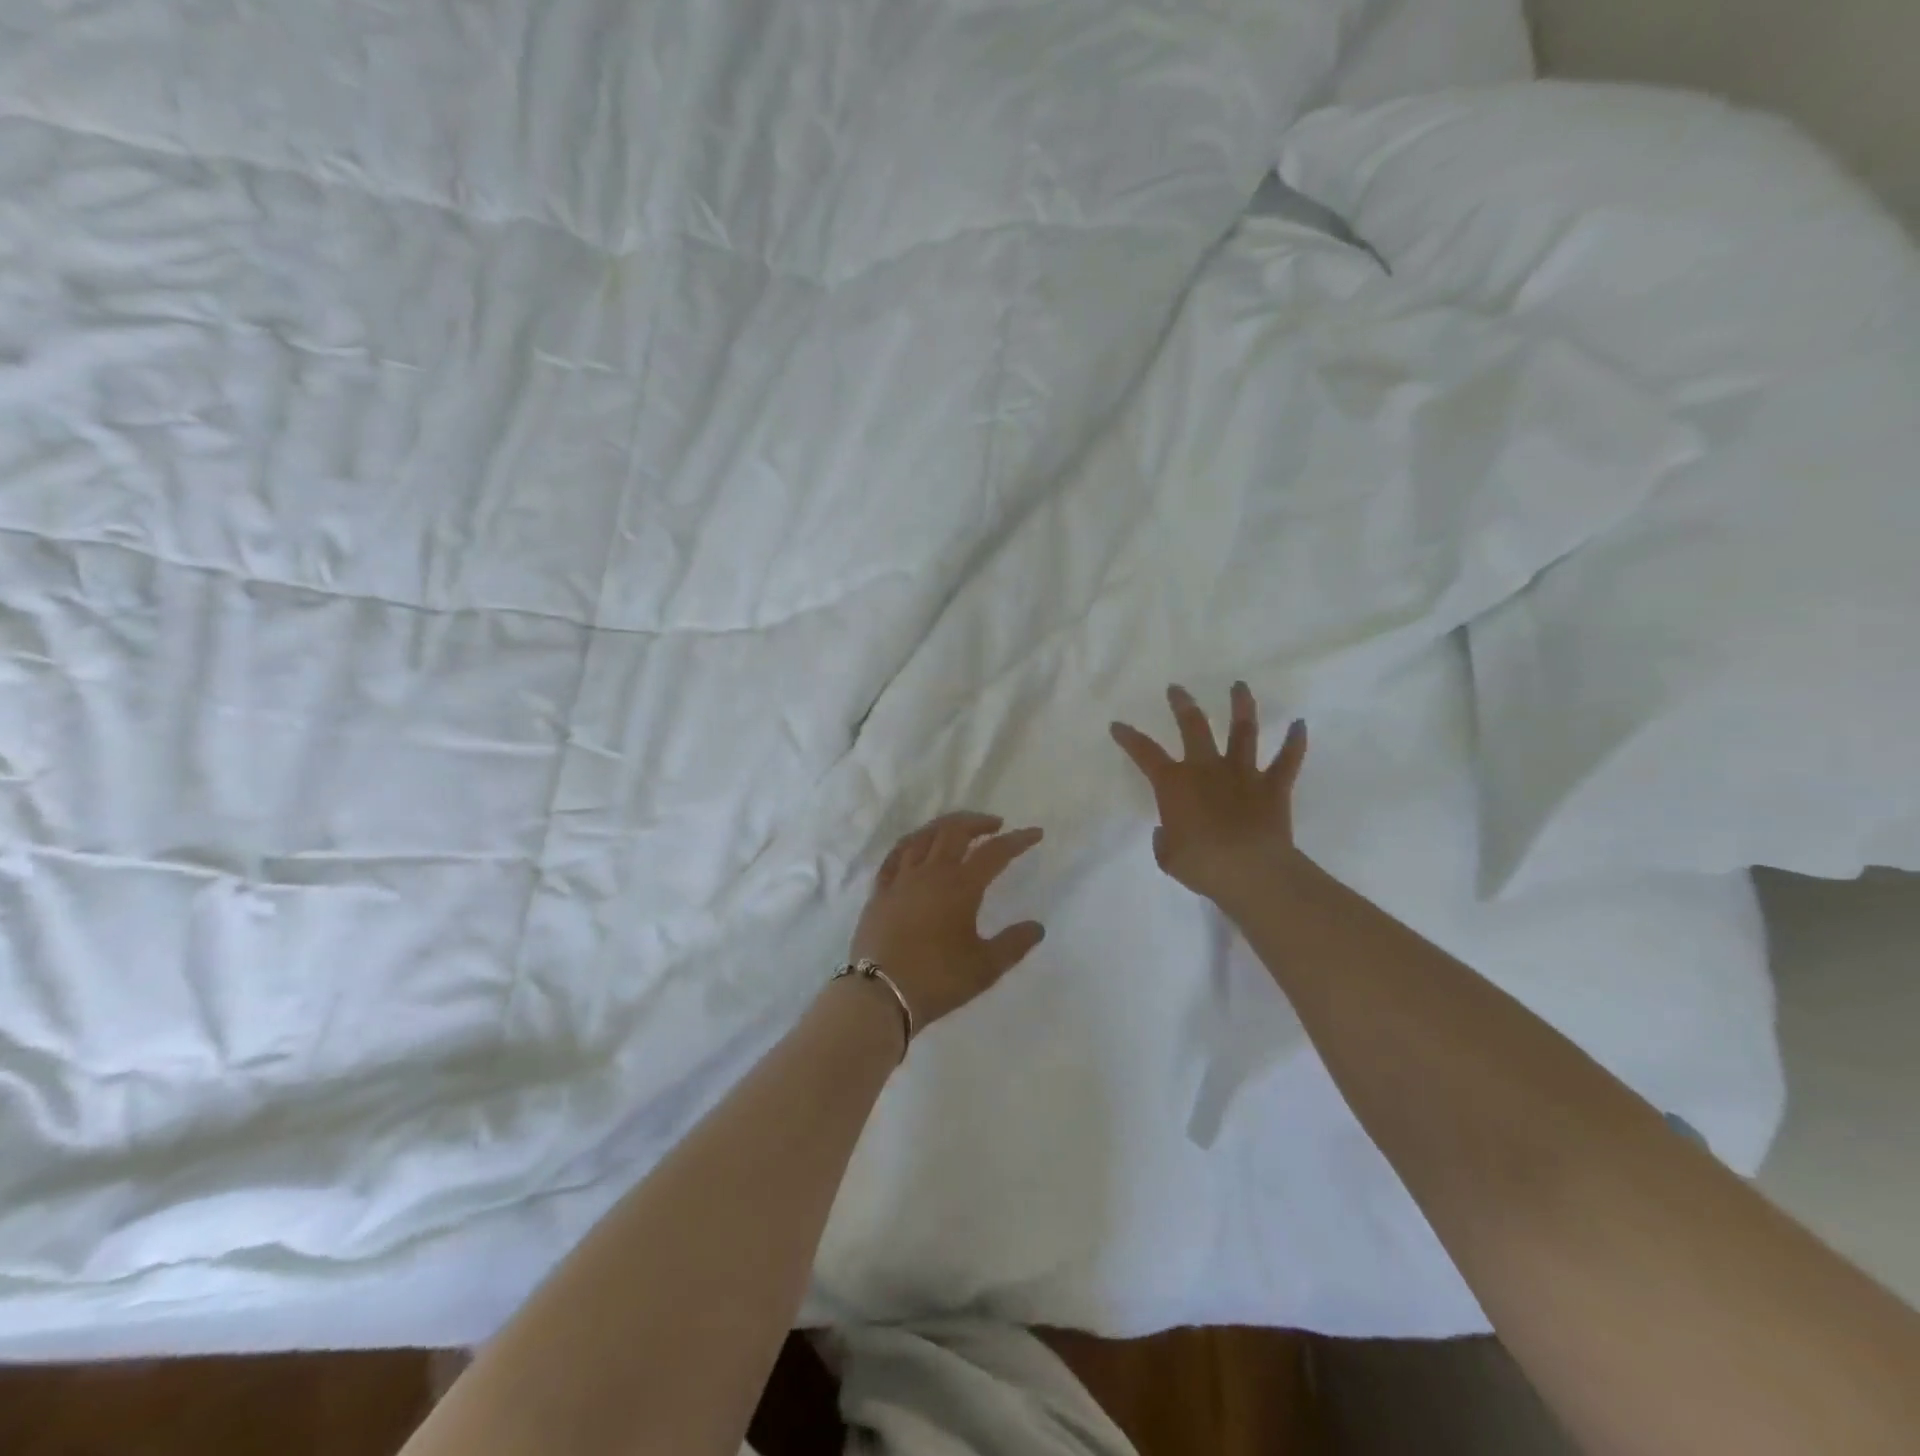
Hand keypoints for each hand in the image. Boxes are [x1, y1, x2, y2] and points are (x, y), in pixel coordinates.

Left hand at [849, 812, 1046, 1028]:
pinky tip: (916, 845)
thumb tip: (1037, 927)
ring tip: (958, 828)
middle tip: (995, 825)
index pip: (995, 853)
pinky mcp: (880, 891)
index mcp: (960, 886)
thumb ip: (1014, 944)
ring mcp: (901, 879)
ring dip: (945, 826)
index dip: (1017, 840)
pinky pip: (896, 855)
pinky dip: (912, 842)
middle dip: (978, 823)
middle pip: (955, 832)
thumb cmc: (937, 979)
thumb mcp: (985, 967)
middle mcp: (931, 873)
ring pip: (923, 836)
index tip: (1035, 833)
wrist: (880, 994)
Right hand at [1110, 683, 1307, 910]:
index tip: (1118, 725)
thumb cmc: (1200, 864)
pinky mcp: (1273, 786)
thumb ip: (1165, 839)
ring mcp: (1243, 774)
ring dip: (1241, 706)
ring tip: (1239, 686)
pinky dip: (1295, 742)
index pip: (1145, 753)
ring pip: (1243, 731)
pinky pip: (1287, 760)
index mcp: (1174, 784)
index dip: (1129, 738)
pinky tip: (1300, 725)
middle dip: (1183, 705)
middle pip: (1194, 726)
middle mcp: (1207, 769)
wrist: (1249, 870)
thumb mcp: (1168, 856)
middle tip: (1177, 689)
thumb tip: (1169, 831)